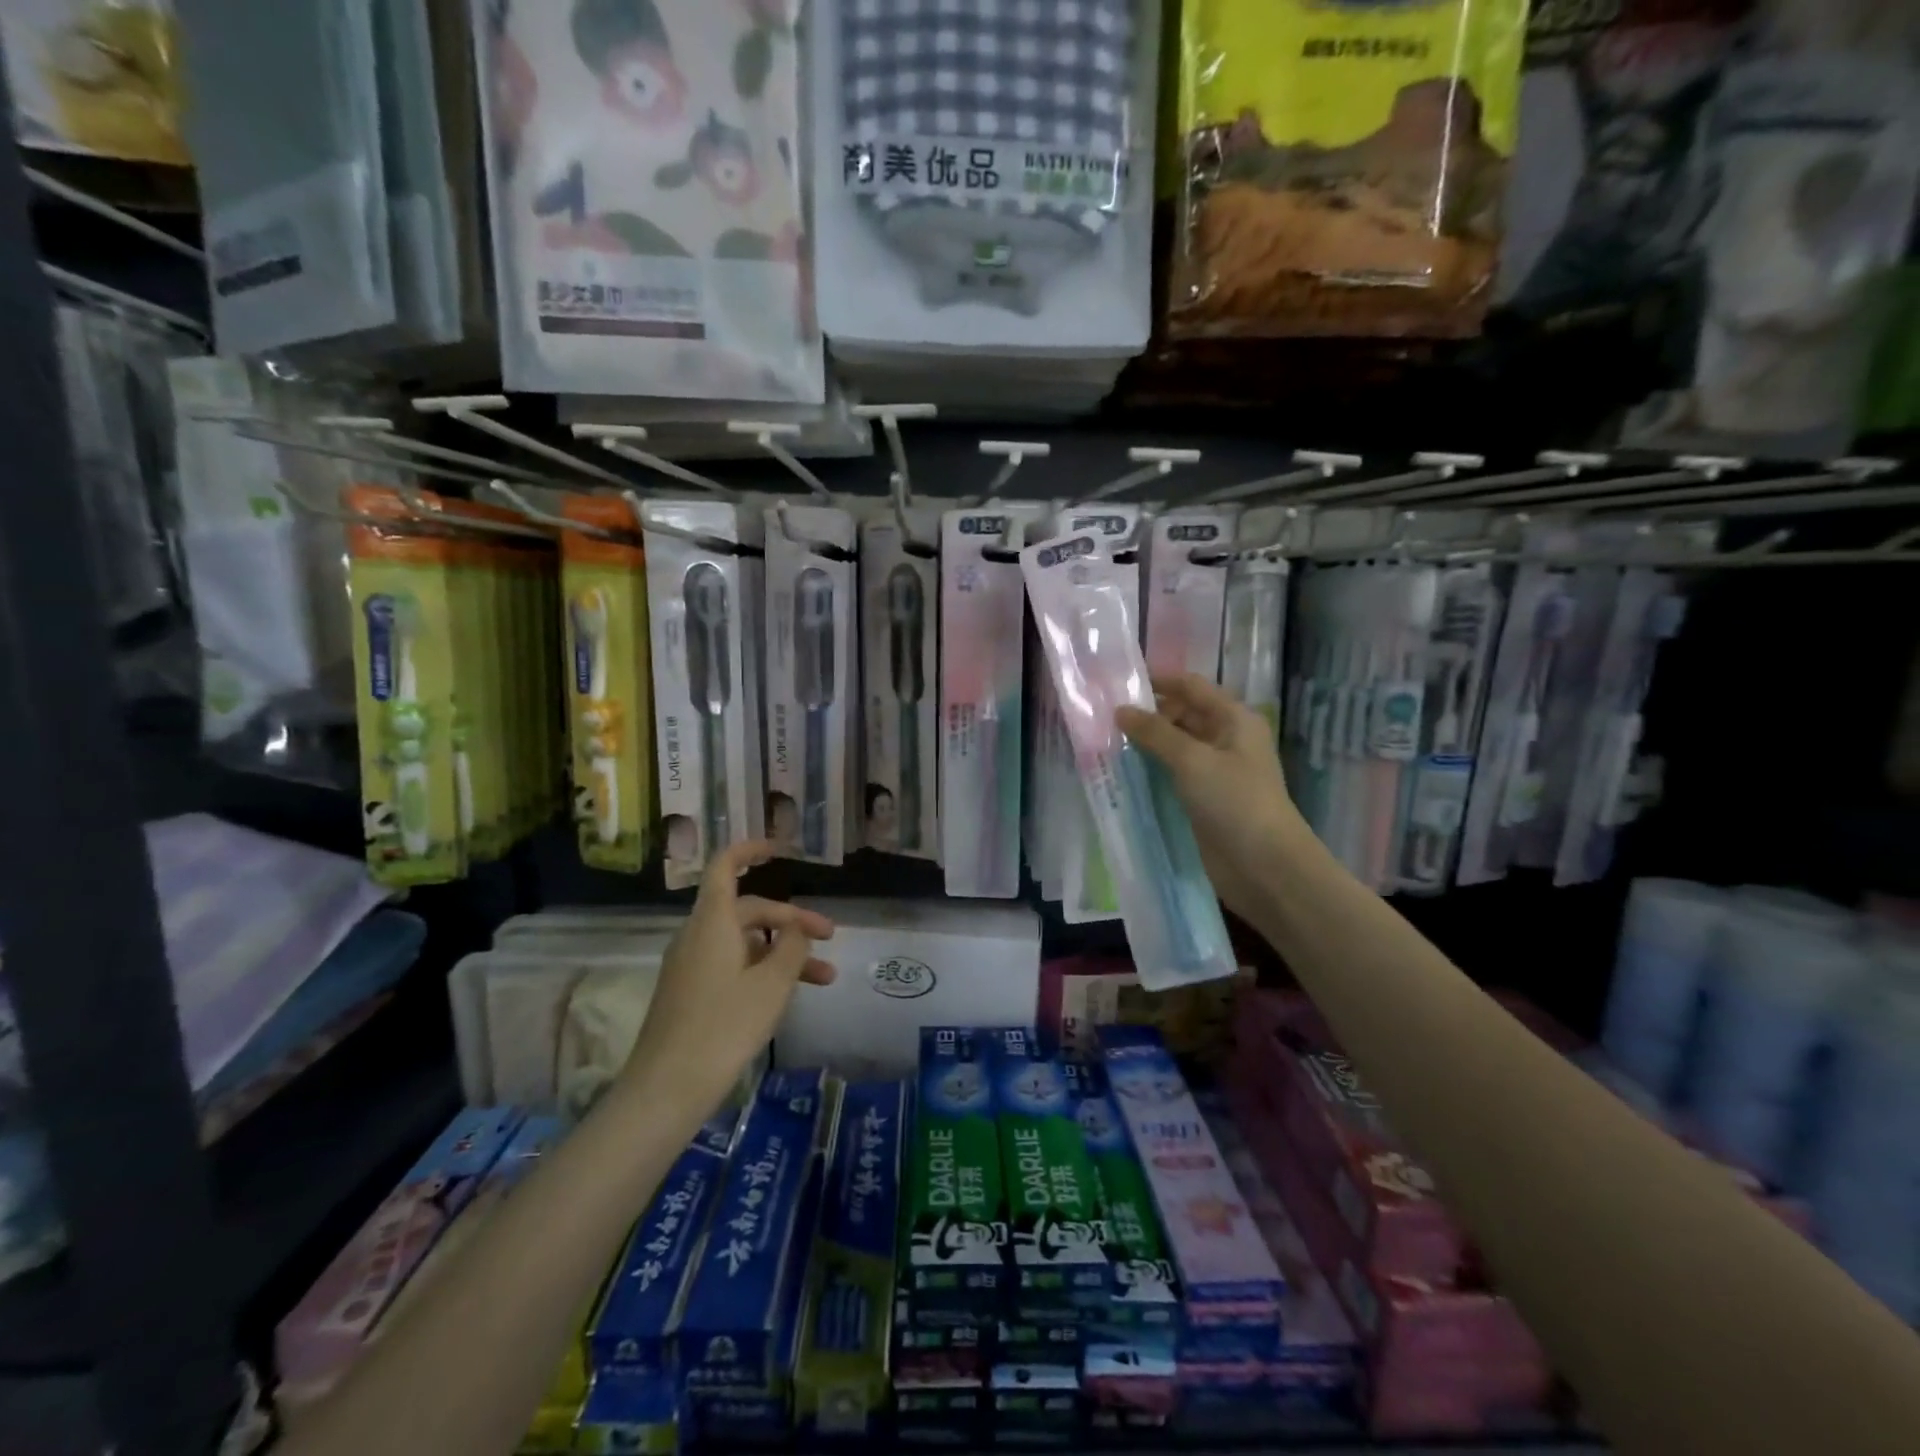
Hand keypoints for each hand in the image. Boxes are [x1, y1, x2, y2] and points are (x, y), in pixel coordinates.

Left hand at [621, 841, 835, 1117]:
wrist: (667, 1089)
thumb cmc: (724, 1026)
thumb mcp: (773, 984)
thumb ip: (792, 947)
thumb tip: (796, 930)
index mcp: (713, 921)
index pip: (725, 866)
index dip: (751, 850)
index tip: (781, 850)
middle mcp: (699, 935)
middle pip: (749, 910)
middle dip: (792, 921)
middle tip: (830, 939)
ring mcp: (692, 965)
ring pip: (746, 943)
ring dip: (784, 953)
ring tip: (825, 978)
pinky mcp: (691, 992)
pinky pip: (733, 965)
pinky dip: (763, 970)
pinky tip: (789, 995)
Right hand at [1117, 673, 1313, 929]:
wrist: (1264, 866)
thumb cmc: (1234, 802)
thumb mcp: (1192, 760)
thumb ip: (1155, 733)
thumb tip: (1120, 710)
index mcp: (1234, 720)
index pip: (1191, 687)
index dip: (1158, 681)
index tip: (1119, 682)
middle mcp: (1225, 739)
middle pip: (1182, 714)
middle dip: (1147, 713)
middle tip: (1103, 716)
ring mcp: (1215, 771)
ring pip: (1175, 746)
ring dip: (1145, 743)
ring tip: (1104, 740)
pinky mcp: (1203, 799)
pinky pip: (1172, 774)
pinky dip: (1150, 769)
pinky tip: (1121, 770)